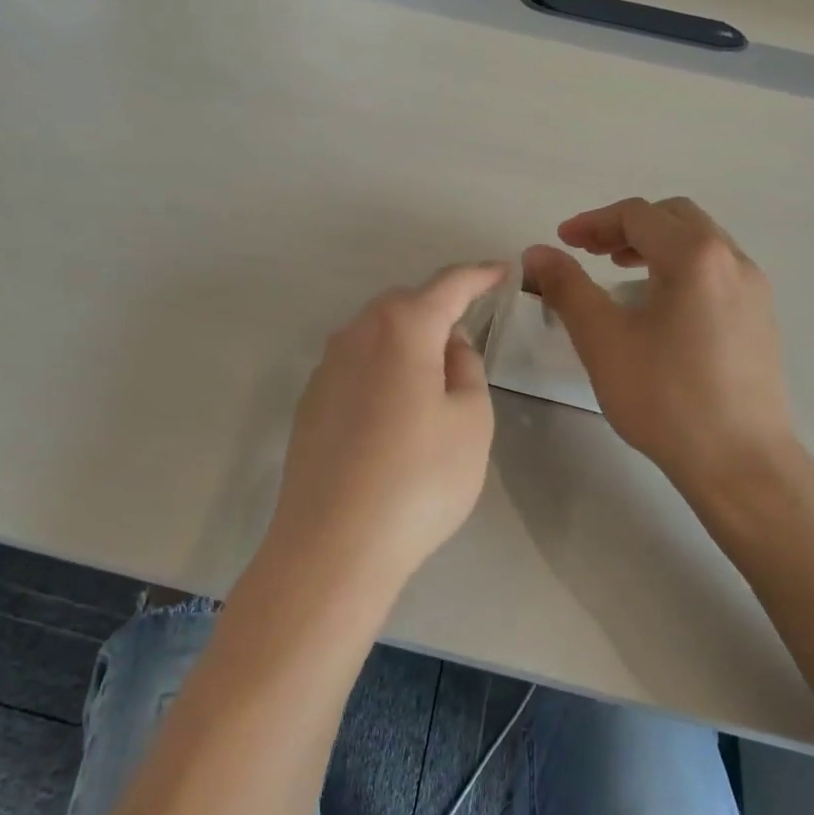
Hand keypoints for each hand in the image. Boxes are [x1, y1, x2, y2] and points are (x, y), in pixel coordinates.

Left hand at [264, 262, 508, 587]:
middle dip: (438, 306)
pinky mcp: (310, 402)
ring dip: (408, 337)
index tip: (503, 270)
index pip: (448, 285)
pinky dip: (382, 366)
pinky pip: (355, 363)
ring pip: (375, 332)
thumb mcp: (470, 421)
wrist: (333, 544)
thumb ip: (466, 369)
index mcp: (403, 329)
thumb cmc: (419, 480)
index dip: (479, 275)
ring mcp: (326, 367)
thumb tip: (450, 344)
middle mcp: (357, 334)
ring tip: (433, 373)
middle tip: (468, 331)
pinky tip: (393, 408)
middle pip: (404, 303)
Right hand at [523, 197, 794, 492]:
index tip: (562, 241)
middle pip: (674, 217)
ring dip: (656, 245)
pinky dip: (681, 268)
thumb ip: (567, 287)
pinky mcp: (761, 319)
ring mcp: (754, 290)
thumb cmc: (665, 397)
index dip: (592, 222)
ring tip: (620, 271)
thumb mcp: (602, 339)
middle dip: (627, 227)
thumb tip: (537, 252)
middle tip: (591, 252)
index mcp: (695, 256)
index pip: (638, 215)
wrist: (740, 462)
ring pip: (700, 243)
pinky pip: (716, 271)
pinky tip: (660, 307)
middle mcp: (733, 260)